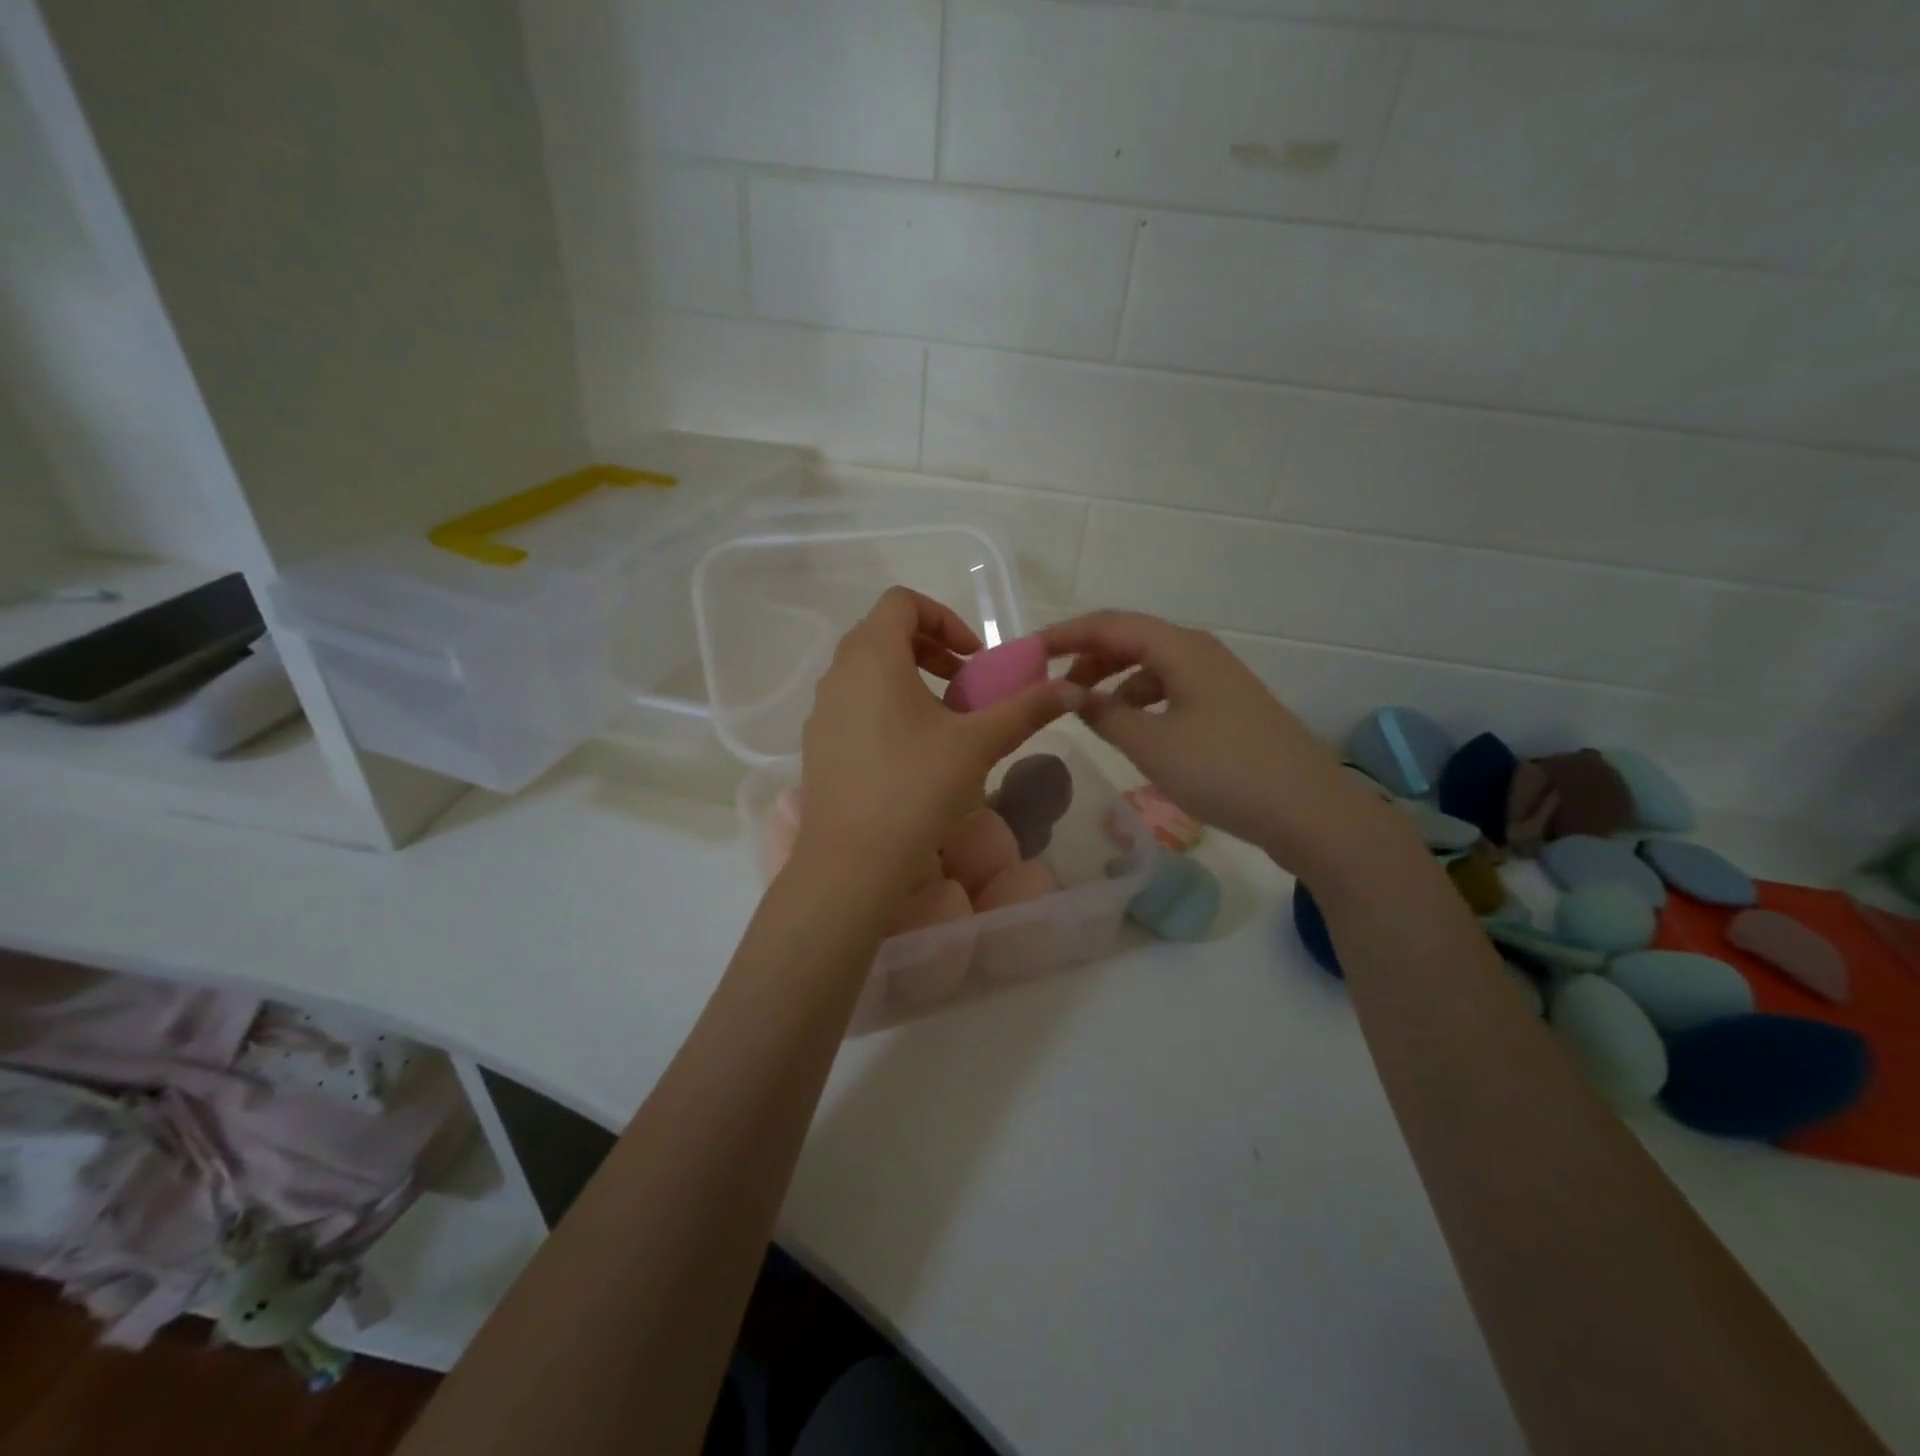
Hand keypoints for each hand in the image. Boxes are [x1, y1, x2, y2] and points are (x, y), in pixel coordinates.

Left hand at [796, 588, 1080, 882]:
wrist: (852, 863)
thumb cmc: (915, 789)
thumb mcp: (978, 744)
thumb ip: (1025, 709)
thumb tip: (1074, 690)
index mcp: (872, 657)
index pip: (902, 602)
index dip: (944, 618)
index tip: (973, 658)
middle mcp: (838, 674)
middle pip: (884, 634)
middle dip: (931, 650)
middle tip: (964, 684)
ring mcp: (822, 712)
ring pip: (867, 673)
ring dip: (910, 681)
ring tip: (944, 723)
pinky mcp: (818, 746)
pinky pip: (854, 706)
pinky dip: (886, 709)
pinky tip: (913, 756)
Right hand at [1041, 610, 1398, 876]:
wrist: (1308, 809)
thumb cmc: (1223, 770)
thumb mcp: (1151, 744)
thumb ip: (1103, 714)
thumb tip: (1066, 693)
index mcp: (1180, 648)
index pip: (1110, 625)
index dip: (1065, 635)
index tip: (1028, 652)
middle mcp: (1199, 651)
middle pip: (1132, 639)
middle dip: (1087, 657)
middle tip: (1051, 684)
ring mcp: (1218, 678)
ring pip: (1152, 664)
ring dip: (1113, 679)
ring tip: (1084, 707)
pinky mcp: (1227, 705)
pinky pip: (1171, 687)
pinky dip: (1140, 698)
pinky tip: (1130, 725)